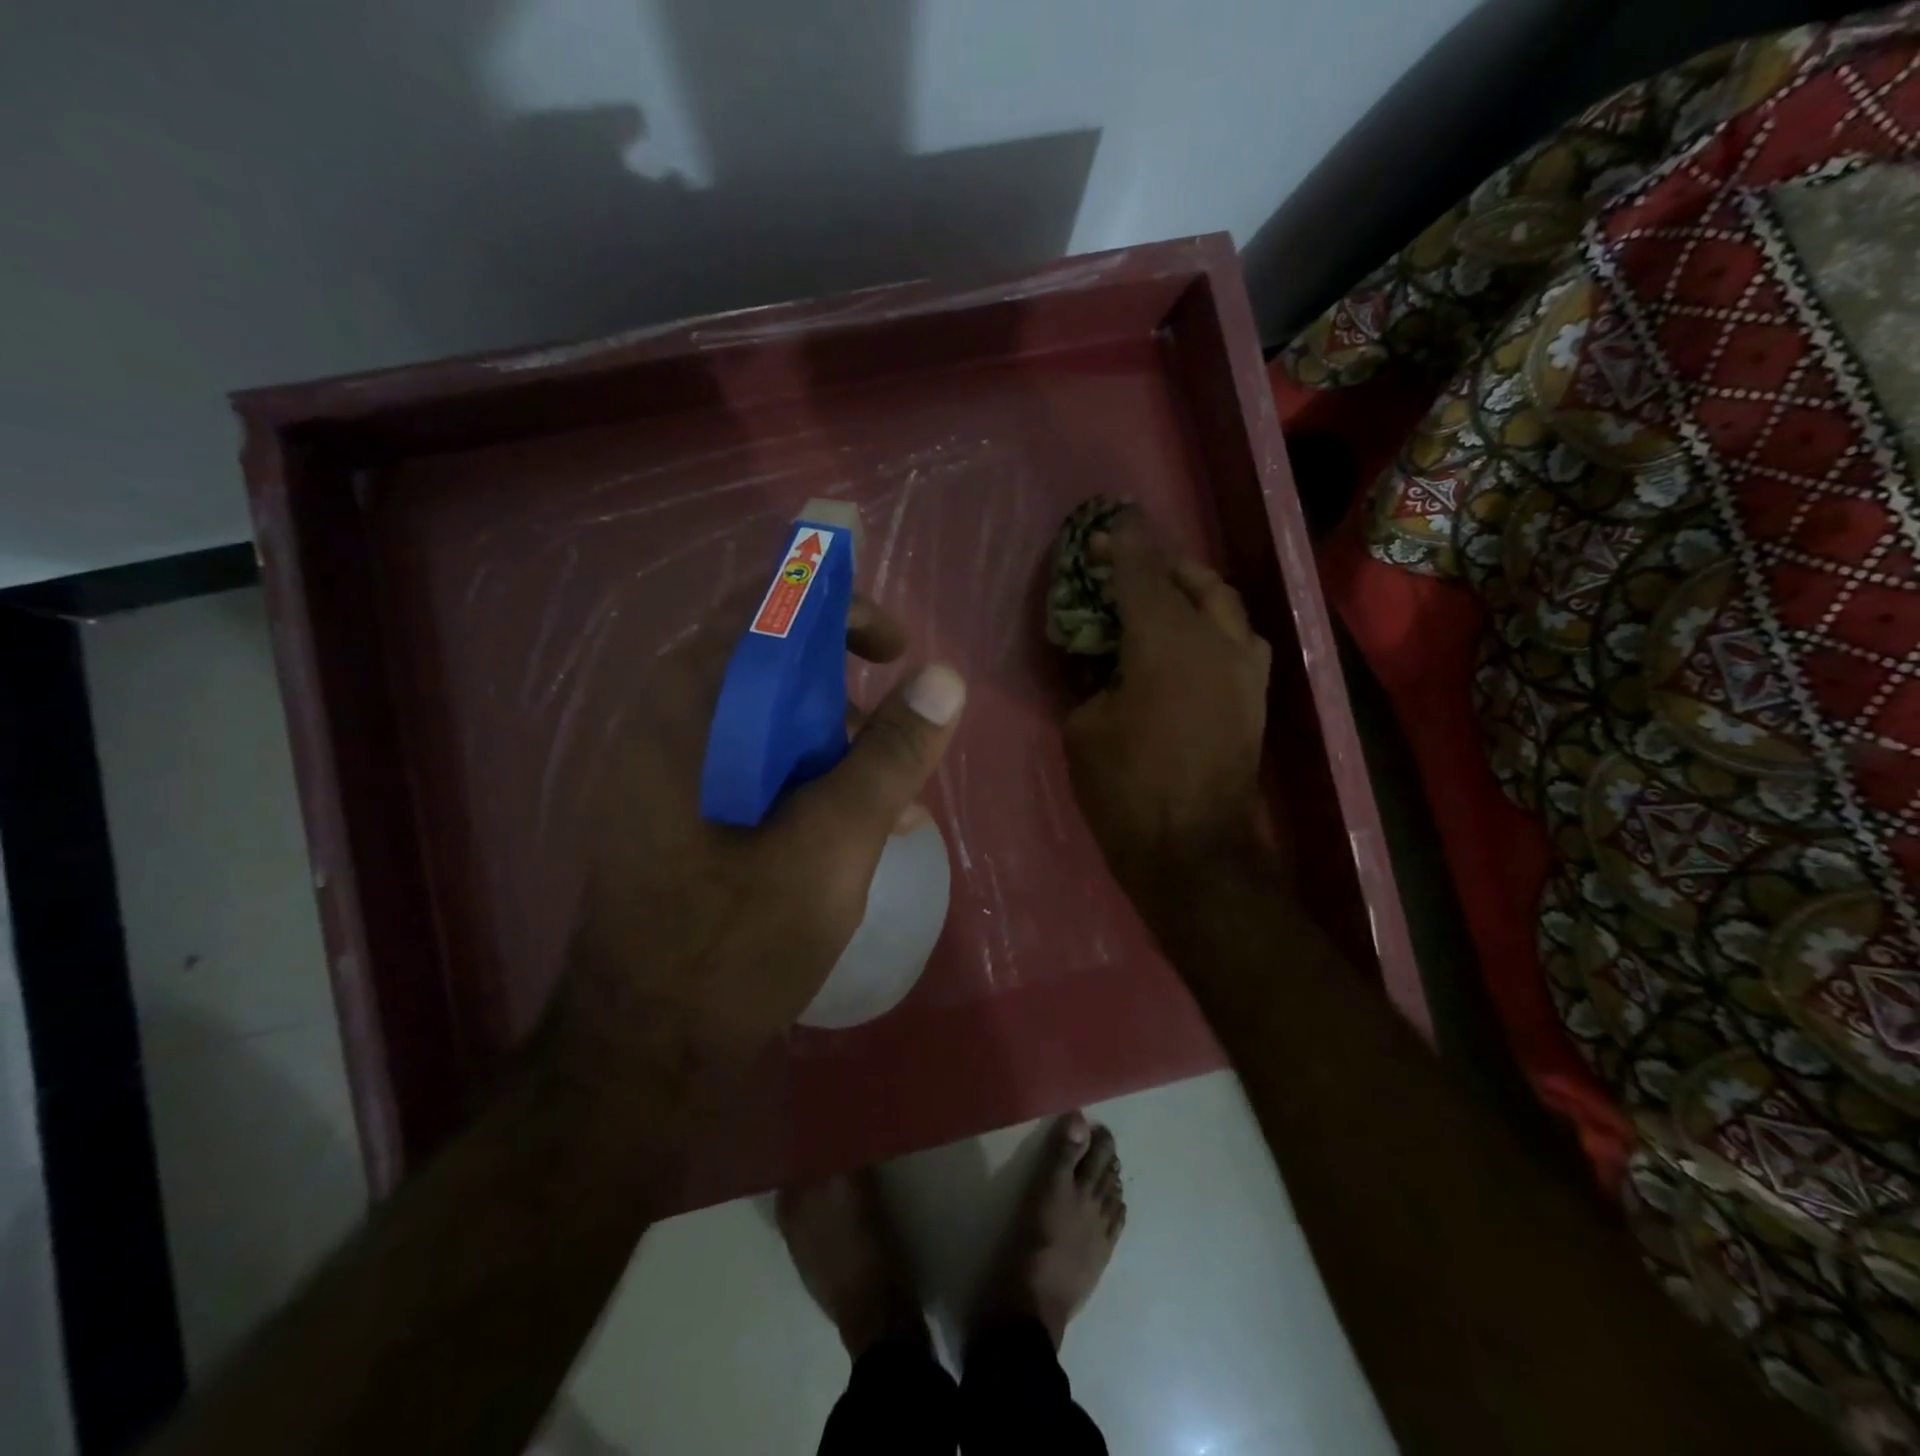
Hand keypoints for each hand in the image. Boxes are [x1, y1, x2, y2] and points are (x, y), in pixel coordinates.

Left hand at [554, 593, 965, 1093]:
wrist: (644, 1057)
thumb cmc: (735, 944)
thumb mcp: (832, 844)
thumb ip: (889, 756)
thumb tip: (945, 679)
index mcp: (686, 713)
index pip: (759, 612)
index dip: (834, 607)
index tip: (896, 645)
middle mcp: (665, 729)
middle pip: (763, 667)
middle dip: (841, 689)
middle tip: (893, 729)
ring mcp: (666, 778)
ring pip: (762, 724)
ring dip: (830, 744)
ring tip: (888, 799)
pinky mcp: (679, 819)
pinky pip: (750, 770)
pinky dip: (805, 781)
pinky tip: (851, 829)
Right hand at [1063, 512, 1272, 888]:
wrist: (1193, 851)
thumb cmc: (1126, 790)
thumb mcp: (1084, 728)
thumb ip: (1093, 679)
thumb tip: (1105, 663)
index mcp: (1165, 642)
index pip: (1140, 574)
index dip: (1120, 546)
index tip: (1106, 525)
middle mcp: (1215, 642)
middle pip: (1192, 580)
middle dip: (1158, 564)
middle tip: (1126, 564)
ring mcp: (1244, 669)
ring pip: (1225, 605)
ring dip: (1192, 590)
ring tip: (1162, 597)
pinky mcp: (1255, 697)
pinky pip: (1237, 638)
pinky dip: (1212, 624)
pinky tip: (1190, 641)